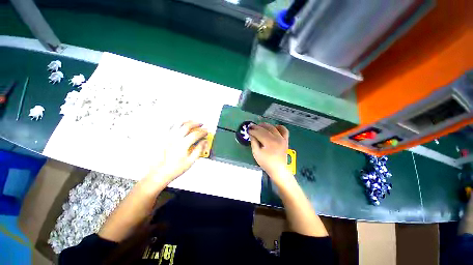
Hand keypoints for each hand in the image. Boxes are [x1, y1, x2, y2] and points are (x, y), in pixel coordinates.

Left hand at [148, 121, 207, 183]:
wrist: (159, 173)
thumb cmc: (173, 169)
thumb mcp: (190, 161)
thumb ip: (198, 150)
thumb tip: (204, 143)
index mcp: (182, 145)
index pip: (196, 134)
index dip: (203, 132)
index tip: (206, 132)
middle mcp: (174, 139)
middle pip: (187, 126)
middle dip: (196, 123)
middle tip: (201, 124)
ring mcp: (167, 138)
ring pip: (177, 124)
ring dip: (186, 122)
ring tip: (191, 122)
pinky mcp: (162, 139)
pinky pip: (169, 127)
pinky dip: (175, 124)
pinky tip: (178, 125)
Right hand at [248, 123, 291, 180]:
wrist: (279, 169)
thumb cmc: (266, 163)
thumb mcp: (256, 153)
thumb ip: (253, 142)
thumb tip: (251, 134)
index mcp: (269, 142)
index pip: (259, 133)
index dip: (253, 130)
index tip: (248, 130)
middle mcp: (277, 138)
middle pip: (266, 128)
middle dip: (257, 127)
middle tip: (251, 127)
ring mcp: (282, 138)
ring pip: (273, 127)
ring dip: (266, 125)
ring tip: (259, 126)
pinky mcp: (286, 140)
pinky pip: (284, 130)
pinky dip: (278, 127)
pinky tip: (273, 127)